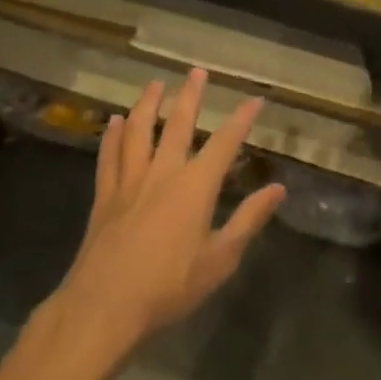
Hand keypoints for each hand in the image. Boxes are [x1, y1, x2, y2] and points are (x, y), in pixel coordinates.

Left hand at [50, 70, 284, 354]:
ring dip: (147, 104)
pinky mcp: (104, 197)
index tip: (255, 99)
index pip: (224, 143)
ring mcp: (129, 182)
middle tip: (197, 71)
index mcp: (195, 186)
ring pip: (138, 131)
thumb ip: (249, 220)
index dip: (242, 119)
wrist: (103, 308)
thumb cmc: (168, 287)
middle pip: (177, 124)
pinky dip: (111, 136)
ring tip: (155, 84)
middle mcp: (163, 173)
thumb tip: (278, 189)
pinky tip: (113, 121)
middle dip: (190, 96)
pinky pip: (108, 157)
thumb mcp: (220, 259)